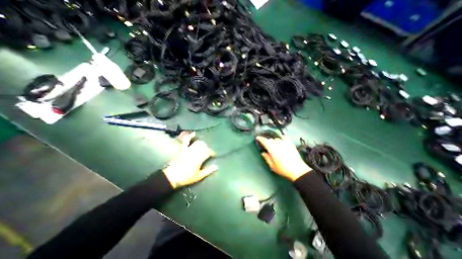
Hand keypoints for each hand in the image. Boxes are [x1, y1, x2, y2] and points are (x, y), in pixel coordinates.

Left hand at [161, 132, 217, 188]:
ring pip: (198, 143)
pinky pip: (186, 141)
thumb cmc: (186, 177)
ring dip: (202, 143)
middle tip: (208, 152)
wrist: (172, 177)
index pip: (208, 152)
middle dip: (207, 148)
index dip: (212, 153)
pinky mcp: (183, 149)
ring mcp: (188, 150)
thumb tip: (216, 166)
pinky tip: (194, 133)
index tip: (213, 155)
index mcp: (199, 159)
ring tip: (204, 145)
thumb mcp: (199, 176)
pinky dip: (190, 136)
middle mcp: (195, 152)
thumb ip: (208, 171)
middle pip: (204, 146)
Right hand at [257, 137, 309, 180]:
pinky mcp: (290, 143)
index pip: (264, 141)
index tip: (257, 138)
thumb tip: (263, 153)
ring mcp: (284, 143)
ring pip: (276, 139)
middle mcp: (277, 144)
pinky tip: (281, 140)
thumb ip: (266, 158)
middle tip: (266, 146)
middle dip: (267, 142)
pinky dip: (281, 138)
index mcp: (272, 148)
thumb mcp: (272, 166)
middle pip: (270, 140)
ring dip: (273, 141)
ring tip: (274, 145)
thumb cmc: (283, 169)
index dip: (260, 138)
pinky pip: (284, 137)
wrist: (297, 170)